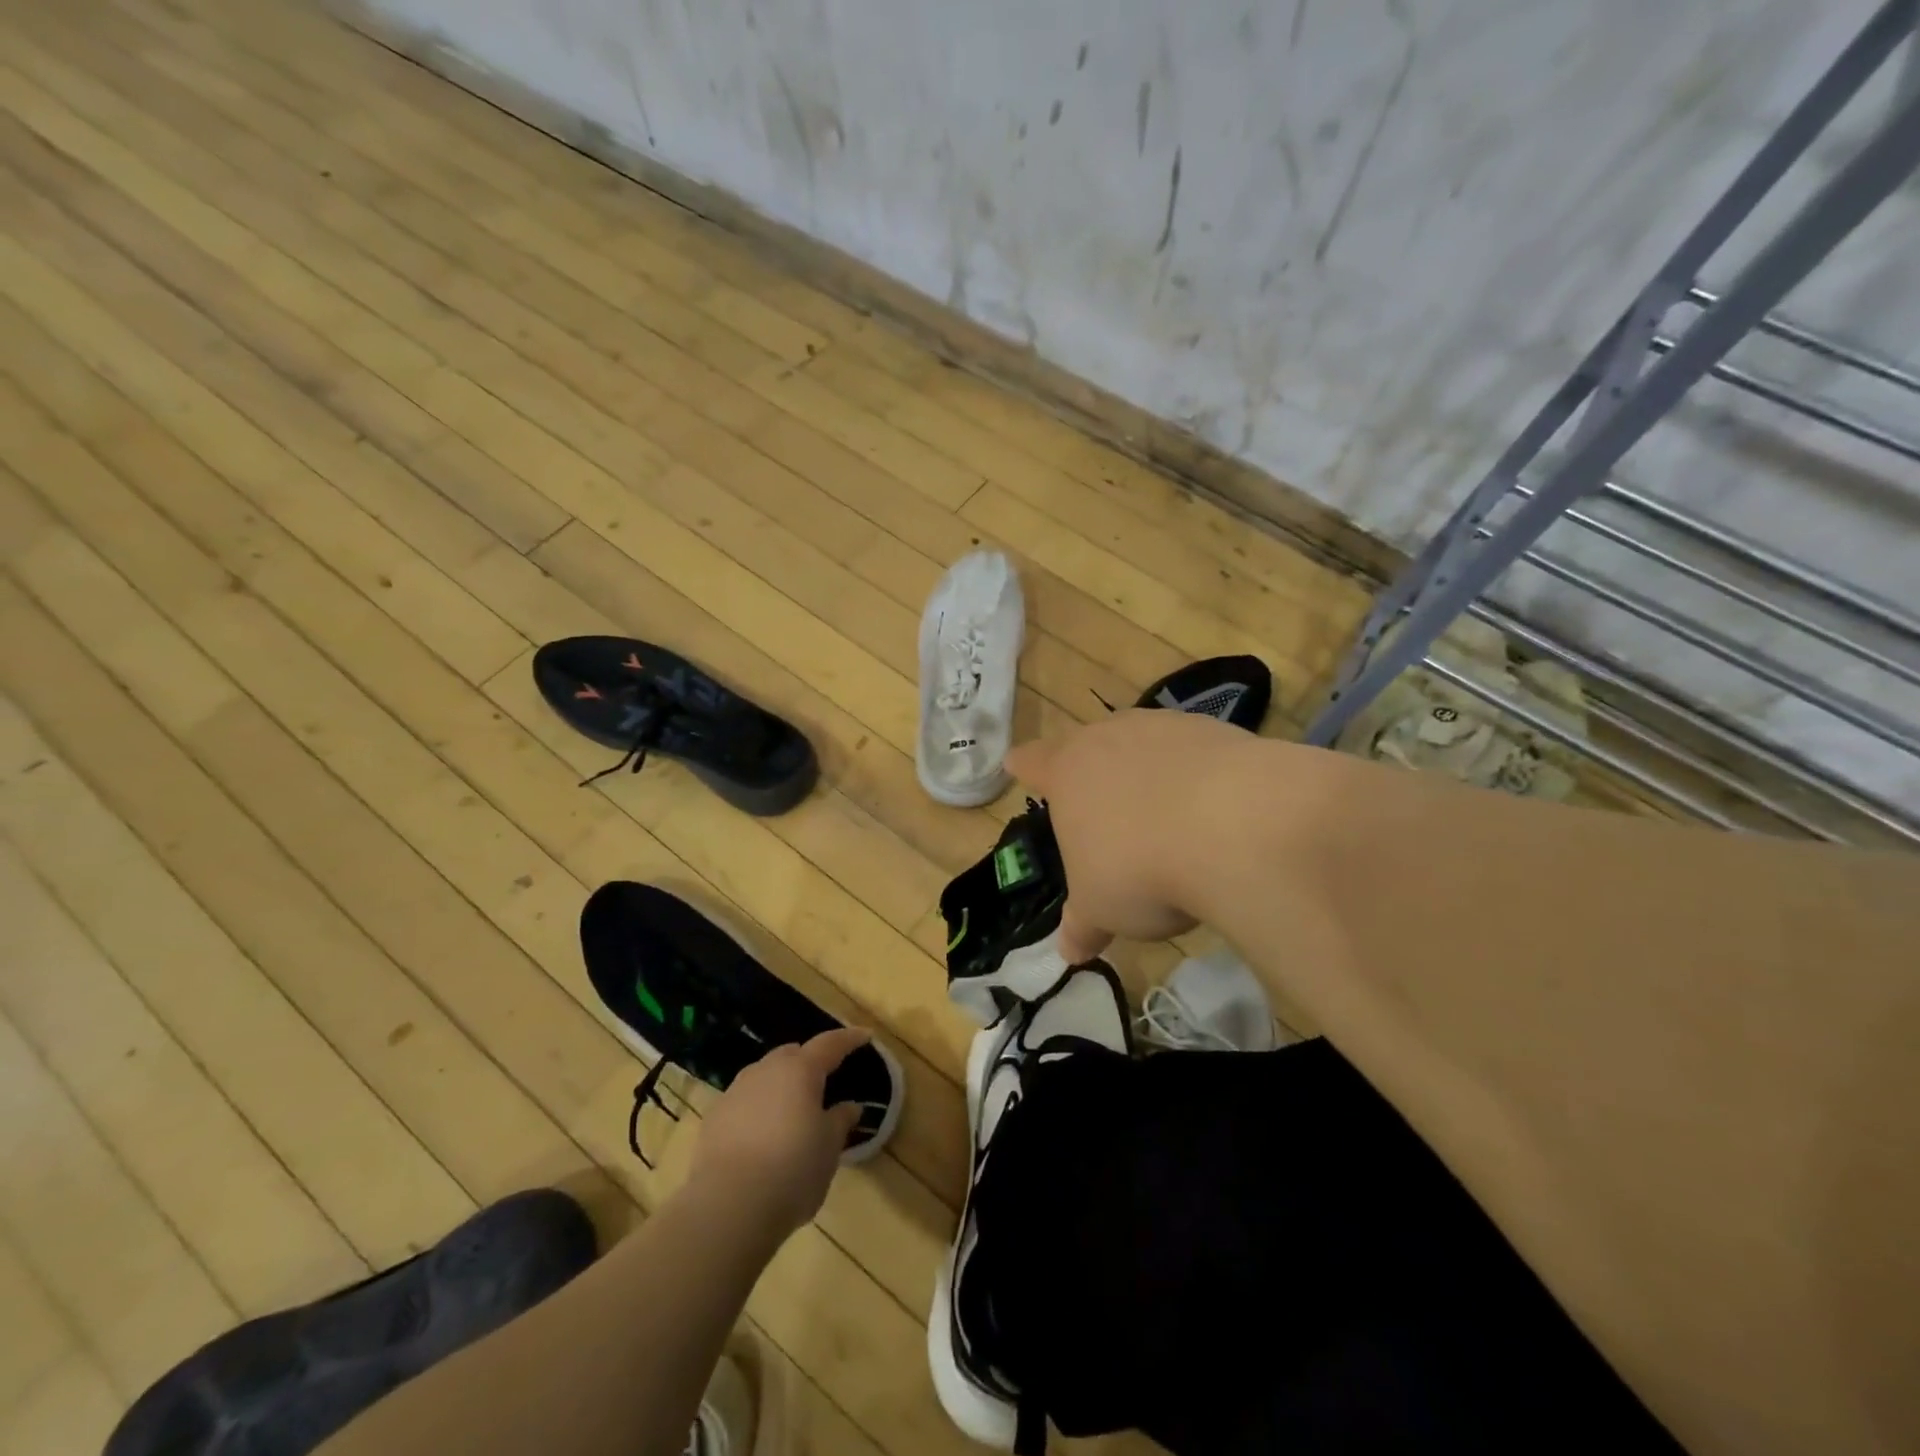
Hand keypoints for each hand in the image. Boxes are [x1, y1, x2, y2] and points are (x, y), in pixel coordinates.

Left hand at [688, 1027, 869, 1234]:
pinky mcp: (714, 1118)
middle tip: (824, 1079)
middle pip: (792, 1054)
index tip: (864, 1036)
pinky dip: (758, 1107)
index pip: (830, 1044)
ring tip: (792, 1109)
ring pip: (764, 1075)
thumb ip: (840, 1121)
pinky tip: (762, 1134)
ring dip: (781, 1084)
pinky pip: (744, 1101)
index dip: (849, 1039)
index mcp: (800, 1070)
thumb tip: (850, 1107)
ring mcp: (736, 1092)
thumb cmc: (792, 1170)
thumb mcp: (829, 1148)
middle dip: (809, 1061)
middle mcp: (766, 1070)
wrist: (728, 1207)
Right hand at [1007, 709, 1256, 961]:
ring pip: (1143, 743)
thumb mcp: (1102, 908)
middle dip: (1092, 771)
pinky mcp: (1215, 730)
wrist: (1234, 826)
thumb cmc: (1140, 868)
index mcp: (1067, 772)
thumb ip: (1083, 925)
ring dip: (1147, 770)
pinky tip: (1214, 809)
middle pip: (1089, 745)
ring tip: (1164, 814)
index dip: (1026, 767)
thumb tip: (1069, 953)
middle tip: (1102, 805)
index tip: (1018, 764)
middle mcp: (1109, 738)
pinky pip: (1194, 751)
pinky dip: (1196, 775)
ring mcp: (1164, 728)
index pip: (1033, 762)